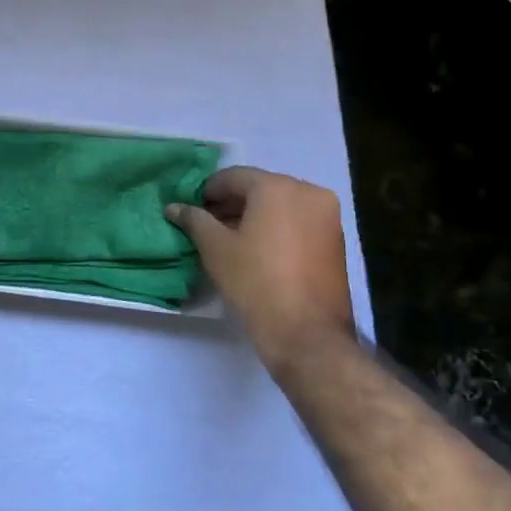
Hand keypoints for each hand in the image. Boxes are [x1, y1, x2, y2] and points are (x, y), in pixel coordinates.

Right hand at [165, 167, 354, 368]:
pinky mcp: (336, 239)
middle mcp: (308, 191)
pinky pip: (298, 222)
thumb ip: (194, 220)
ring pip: (281, 205)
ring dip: (254, 216)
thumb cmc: (255, 281)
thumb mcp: (215, 248)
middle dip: (232, 204)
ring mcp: (327, 216)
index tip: (191, 210)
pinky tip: (258, 250)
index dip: (208, 192)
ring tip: (230, 240)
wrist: (307, 333)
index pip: (233, 177)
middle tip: (207, 225)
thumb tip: (173, 207)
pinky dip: (277, 228)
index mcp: (277, 186)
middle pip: (259, 188)